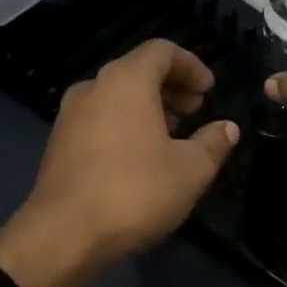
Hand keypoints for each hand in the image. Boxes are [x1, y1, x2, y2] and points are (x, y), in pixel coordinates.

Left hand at [0, 40, 238, 286]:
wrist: (64, 235)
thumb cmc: (135, 192)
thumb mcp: (191, 170)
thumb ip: (214, 142)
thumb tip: (227, 128)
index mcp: (126, 81)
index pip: (162, 51)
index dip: (192, 65)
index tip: (209, 90)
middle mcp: (93, 88)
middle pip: (137, 71)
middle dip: (171, 87)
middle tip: (196, 110)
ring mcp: (70, 116)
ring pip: (117, 97)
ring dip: (149, 108)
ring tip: (173, 135)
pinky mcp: (59, 144)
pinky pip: (100, 119)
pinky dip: (126, 125)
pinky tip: (142, 157)